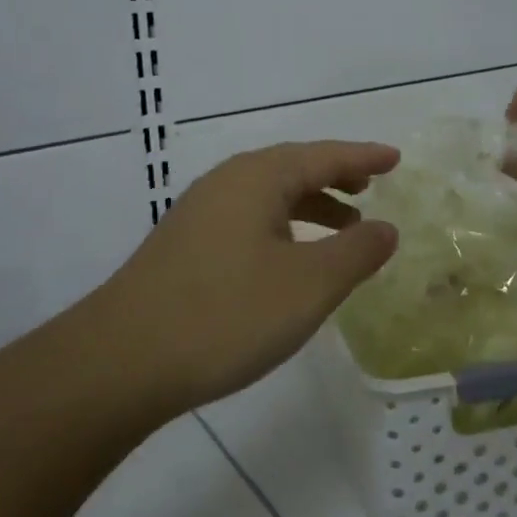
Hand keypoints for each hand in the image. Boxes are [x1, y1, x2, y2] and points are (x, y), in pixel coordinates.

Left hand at [98, 141, 400, 411]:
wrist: (121, 361)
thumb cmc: (226, 314)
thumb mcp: (308, 285)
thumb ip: (356, 252)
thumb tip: (385, 228)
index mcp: (257, 178)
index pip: (323, 155)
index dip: (363, 156)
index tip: (395, 158)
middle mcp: (226, 183)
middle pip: (292, 169)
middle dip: (334, 176)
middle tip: (369, 187)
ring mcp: (199, 214)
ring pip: (268, 197)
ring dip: (310, 206)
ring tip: (343, 227)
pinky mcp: (184, 247)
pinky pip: (248, 221)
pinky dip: (283, 229)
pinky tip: (290, 261)